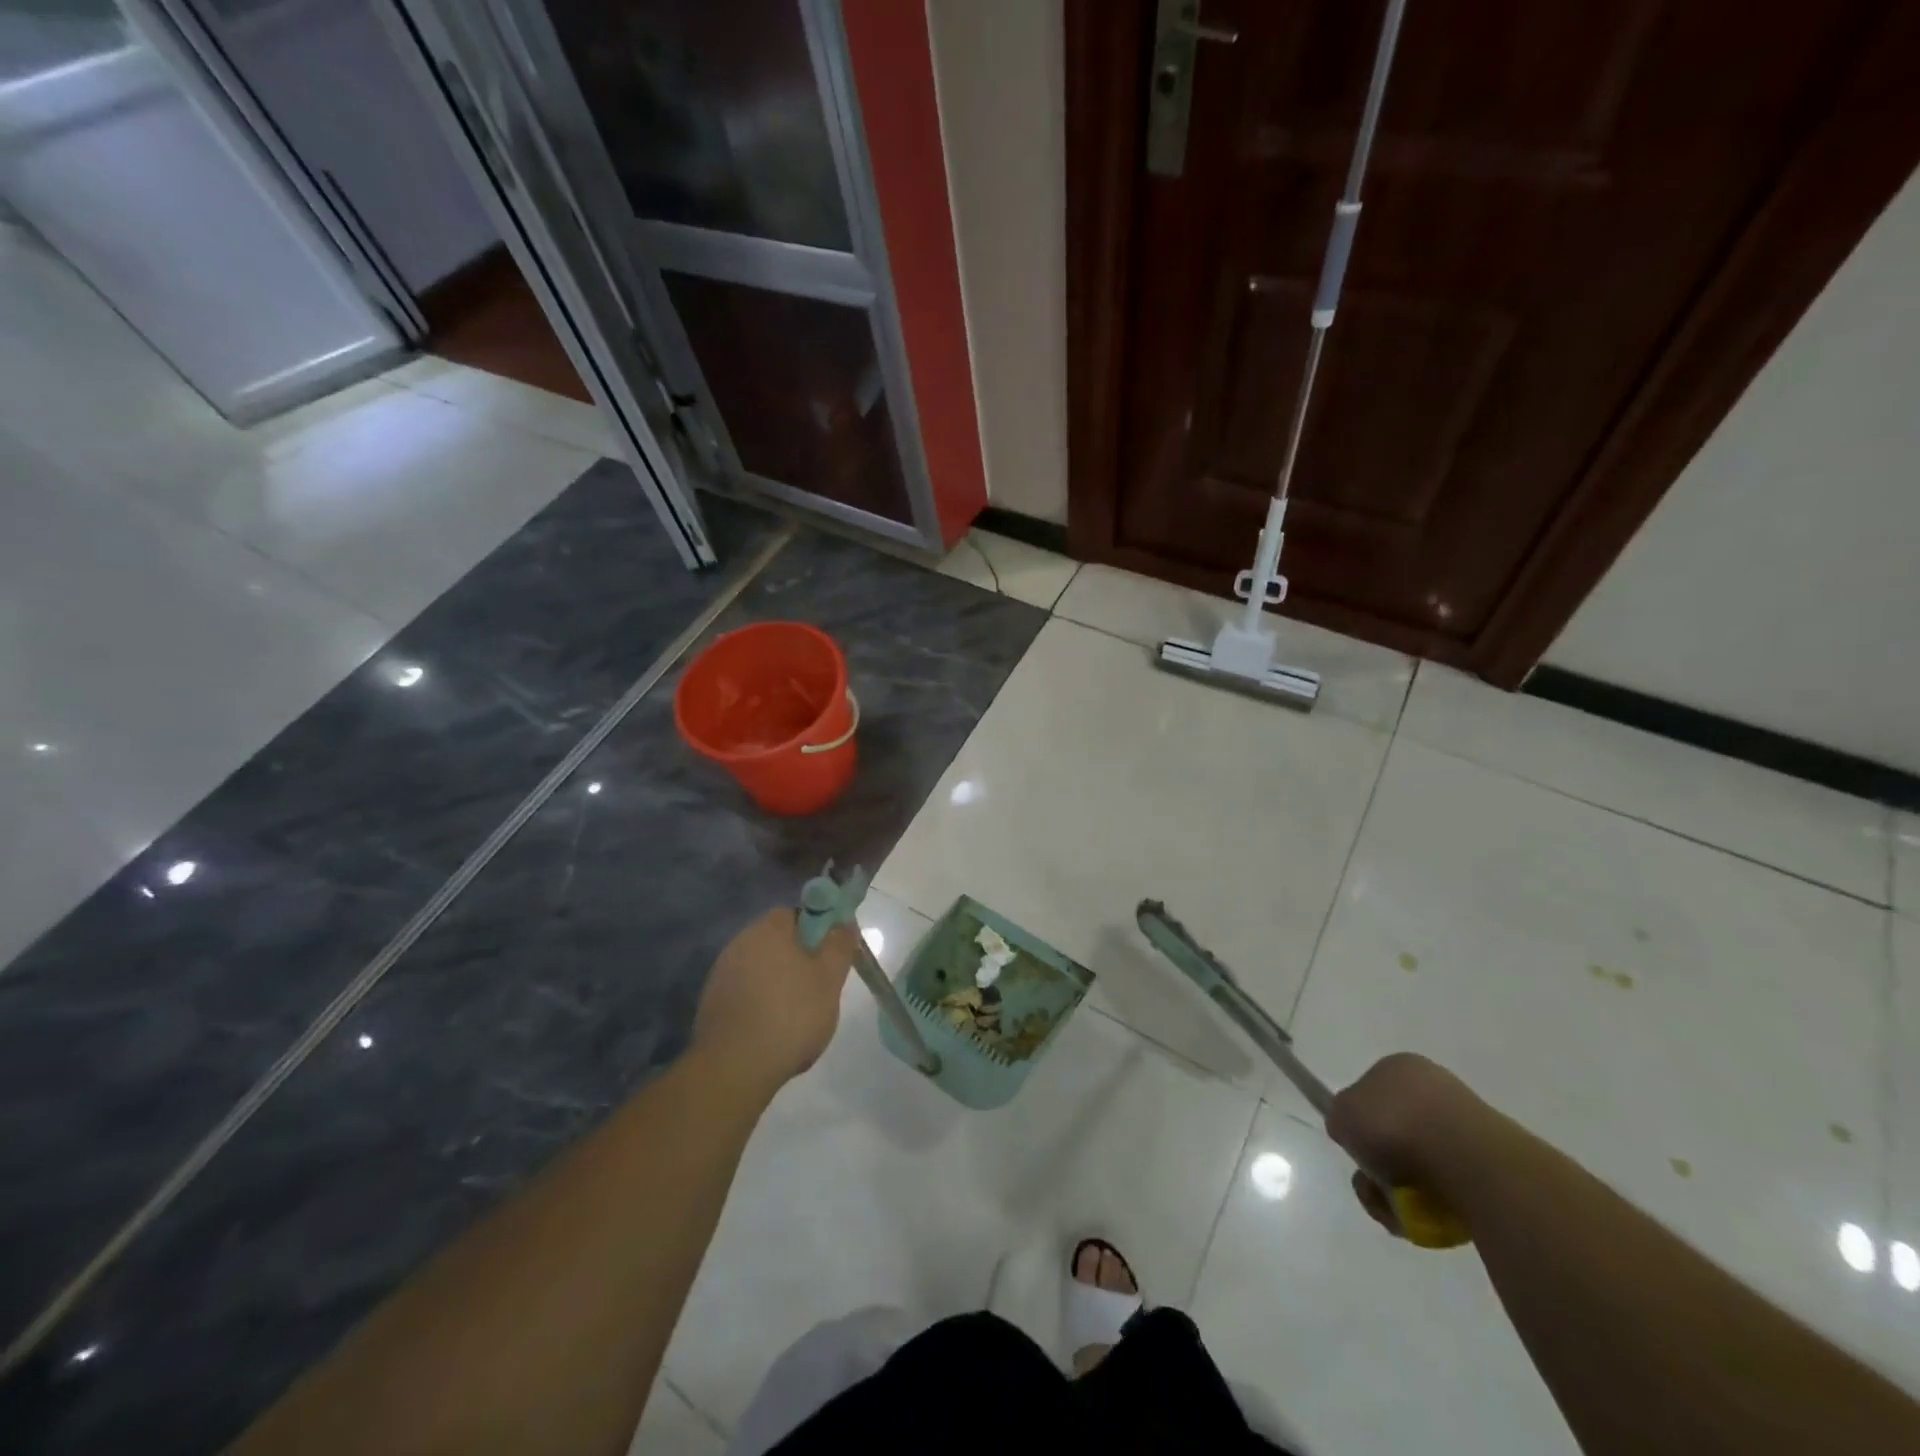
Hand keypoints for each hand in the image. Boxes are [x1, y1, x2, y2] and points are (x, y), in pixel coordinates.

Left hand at [692, 909, 858, 1099]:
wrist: (734, 1068)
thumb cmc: (790, 1015)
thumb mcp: (829, 979)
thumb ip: (839, 946)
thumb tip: (843, 923)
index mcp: (768, 930)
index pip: (795, 914)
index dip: (816, 930)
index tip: (829, 955)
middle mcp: (740, 943)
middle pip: (776, 941)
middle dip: (797, 958)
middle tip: (818, 986)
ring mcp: (721, 974)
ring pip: (760, 968)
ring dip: (777, 982)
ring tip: (796, 1014)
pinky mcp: (711, 1003)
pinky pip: (744, 992)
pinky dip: (759, 1003)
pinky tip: (771, 1029)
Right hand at [1325, 1052, 1491, 1234]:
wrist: (1465, 1160)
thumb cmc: (1394, 1125)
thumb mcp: (1342, 1113)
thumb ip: (1340, 1118)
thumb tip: (1351, 1131)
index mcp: (1400, 1067)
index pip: (1371, 1094)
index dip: (1359, 1124)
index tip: (1357, 1148)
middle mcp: (1435, 1089)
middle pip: (1394, 1134)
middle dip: (1380, 1166)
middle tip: (1373, 1187)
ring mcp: (1466, 1126)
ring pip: (1420, 1165)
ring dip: (1400, 1192)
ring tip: (1397, 1210)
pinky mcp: (1490, 1164)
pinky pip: (1449, 1187)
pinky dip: (1432, 1204)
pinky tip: (1426, 1215)